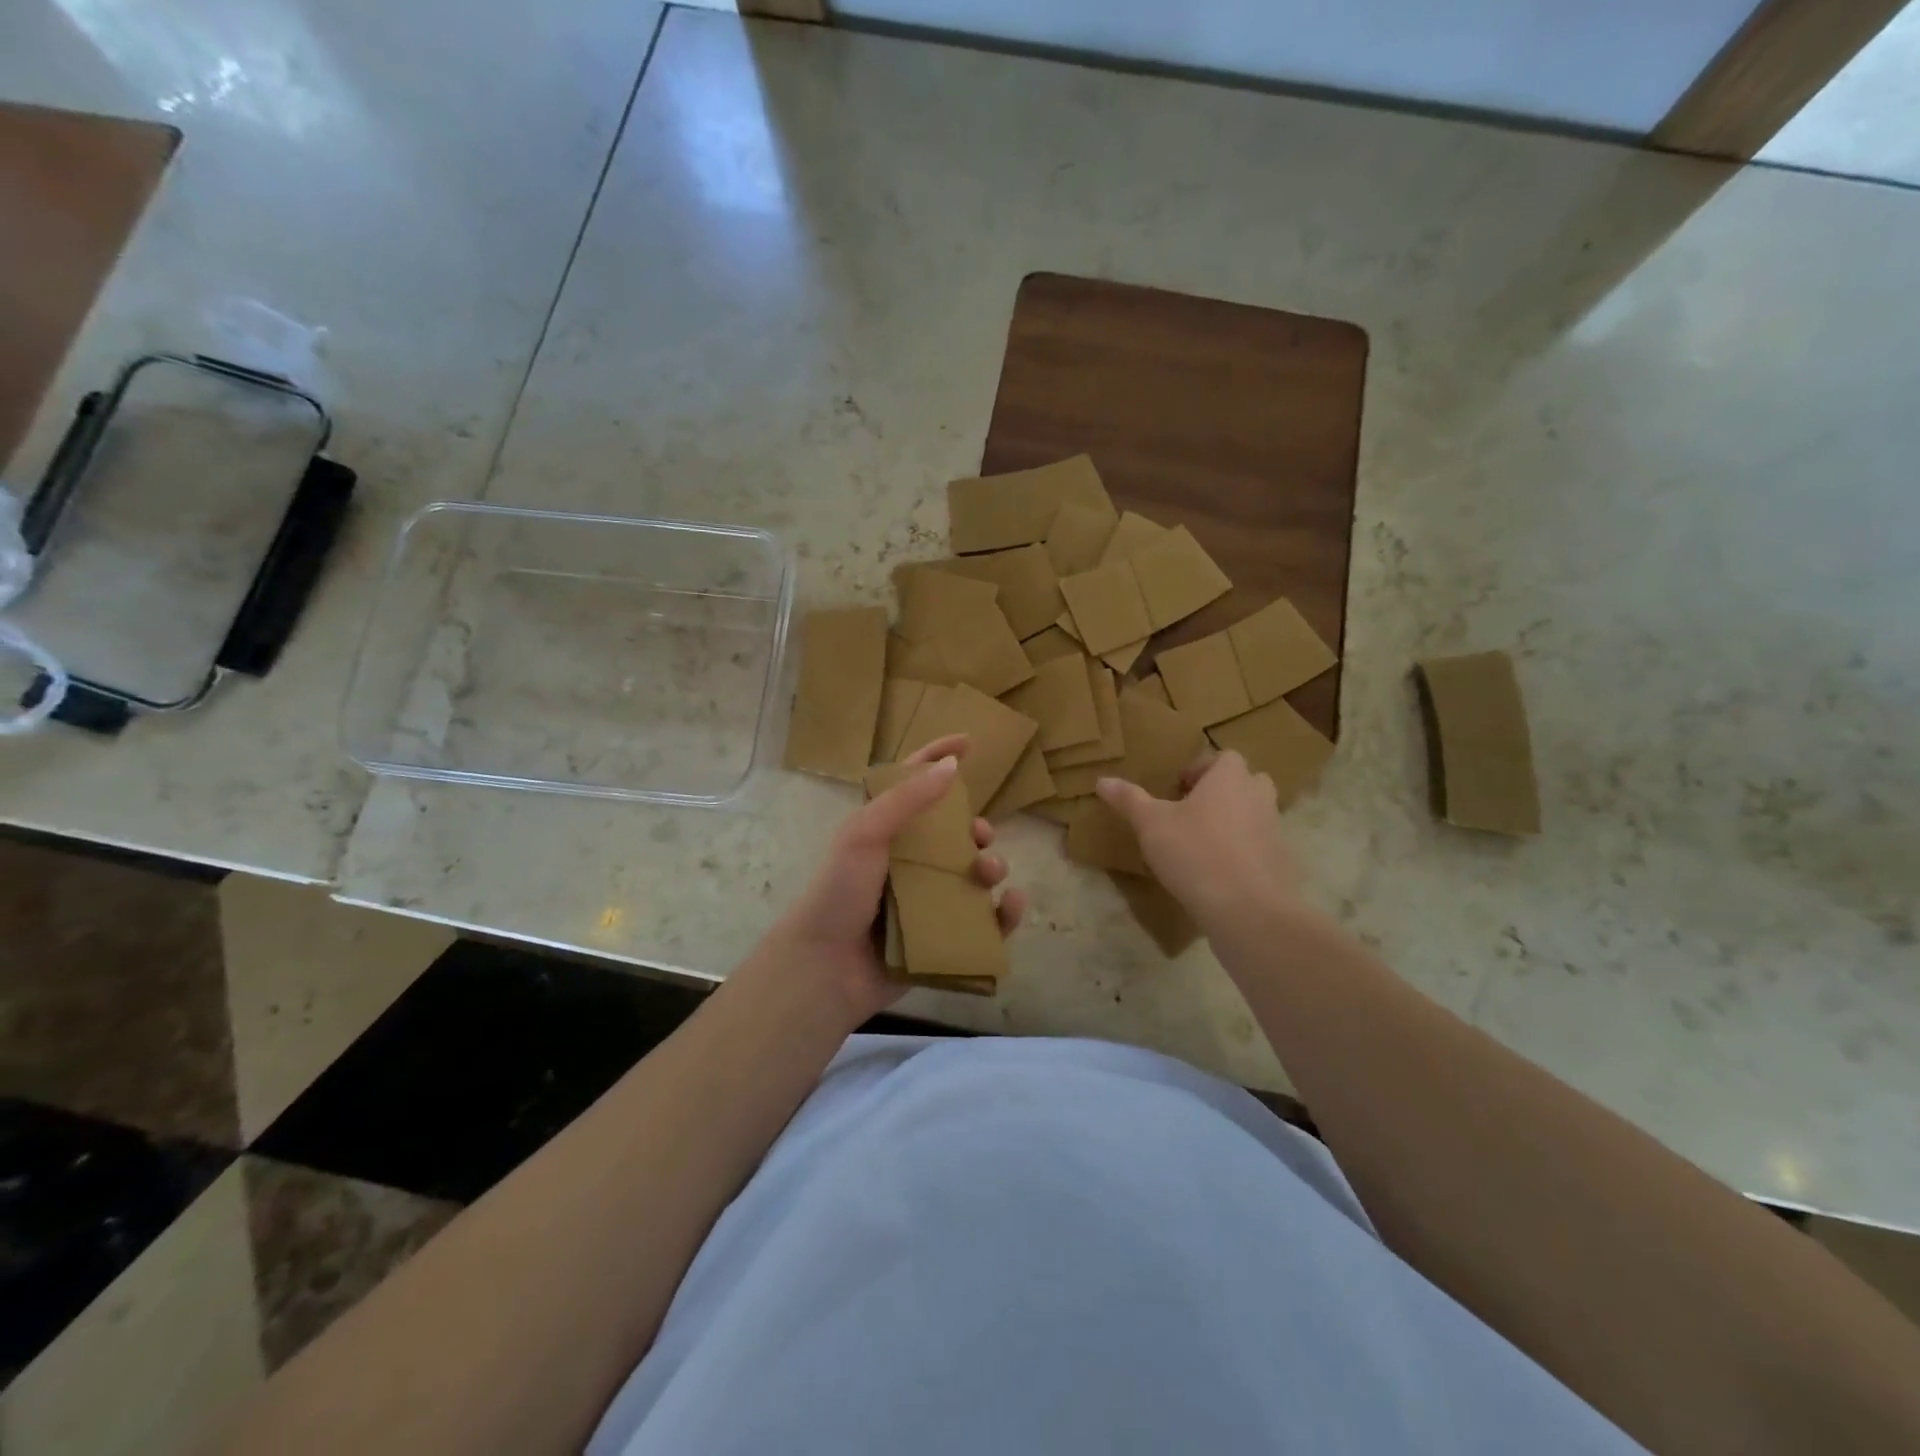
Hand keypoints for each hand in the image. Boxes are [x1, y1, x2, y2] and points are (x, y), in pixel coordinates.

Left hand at [761, 734, 1026, 1025]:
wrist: (825, 969)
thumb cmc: (839, 892)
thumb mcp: (864, 834)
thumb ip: (907, 799)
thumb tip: (952, 765)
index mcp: (887, 832)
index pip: (914, 784)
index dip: (938, 759)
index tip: (967, 742)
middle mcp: (909, 862)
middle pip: (955, 833)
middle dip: (977, 827)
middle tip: (982, 835)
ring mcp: (927, 900)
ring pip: (974, 874)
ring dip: (992, 866)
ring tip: (988, 873)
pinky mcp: (942, 937)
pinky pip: (984, 921)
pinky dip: (1004, 913)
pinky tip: (1011, 905)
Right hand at [1095, 750, 1299, 929]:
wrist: (1248, 909)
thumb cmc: (1195, 853)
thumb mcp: (1151, 825)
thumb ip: (1129, 800)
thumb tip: (1102, 780)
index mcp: (1230, 778)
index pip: (1224, 757)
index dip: (1200, 769)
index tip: (1177, 789)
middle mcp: (1258, 797)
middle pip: (1245, 782)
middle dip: (1222, 792)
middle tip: (1192, 812)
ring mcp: (1275, 830)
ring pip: (1254, 814)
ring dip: (1234, 821)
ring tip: (1203, 843)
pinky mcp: (1281, 862)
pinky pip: (1260, 846)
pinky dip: (1244, 851)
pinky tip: (1219, 873)